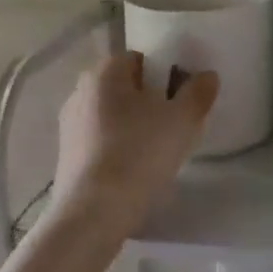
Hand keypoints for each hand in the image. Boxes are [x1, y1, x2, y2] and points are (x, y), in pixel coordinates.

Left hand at [53, 52, 219, 235]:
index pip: (140, 60)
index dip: (165, 76)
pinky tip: (133, 171)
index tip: (181, 100)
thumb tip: (207, 75)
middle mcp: (80, 90)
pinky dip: (117, 149)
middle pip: (125, 88)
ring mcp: (69, 124)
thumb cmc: (140, 153)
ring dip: (132, 127)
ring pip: (112, 116)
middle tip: (173, 127)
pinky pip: (100, 141)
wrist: (94, 211)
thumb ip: (198, 92)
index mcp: (104, 72)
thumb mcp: (182, 120)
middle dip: (149, 102)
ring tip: (156, 153)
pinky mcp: (66, 155)